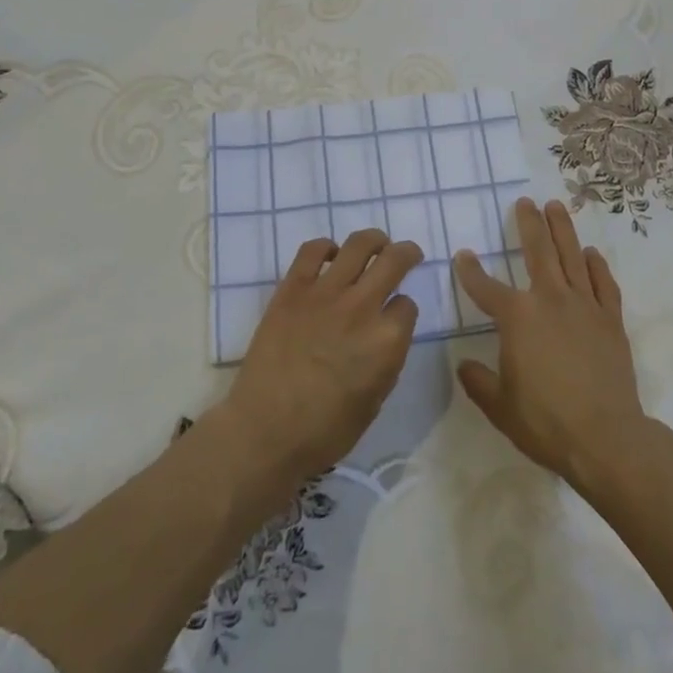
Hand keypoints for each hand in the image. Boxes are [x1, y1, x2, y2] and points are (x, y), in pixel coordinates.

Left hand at [218, 230, 421, 490]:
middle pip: (394, 260)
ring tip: (376, 244)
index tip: (397, 315)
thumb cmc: (324, 431)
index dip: (404, 310)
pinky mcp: (293, 288)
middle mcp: (362, 307)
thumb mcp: (374, 402)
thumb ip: (386, 361)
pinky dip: (326, 247)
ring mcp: (326, 293)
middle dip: (407, 253)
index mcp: (387, 341)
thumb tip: (386, 336)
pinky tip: (330, 255)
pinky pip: (312, 250)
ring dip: (374, 240)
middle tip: (408, 253)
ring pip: (359, 245)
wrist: (265, 431)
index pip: (408, 306)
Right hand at [454, 198, 652, 492]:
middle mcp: (550, 300)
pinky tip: (591, 253)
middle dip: (529, 223)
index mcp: (518, 318)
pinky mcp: (611, 320)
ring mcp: (584, 306)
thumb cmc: (545, 422)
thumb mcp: (499, 406)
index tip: (462, 255)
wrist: (606, 438)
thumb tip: (464, 365)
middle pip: (538, 251)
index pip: (486, 287)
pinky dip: (597, 265)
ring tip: (556, 206)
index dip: (470, 271)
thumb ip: (478, 381)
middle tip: (525, 202)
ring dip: (563, 229)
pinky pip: (603, 284)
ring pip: (572, 256)